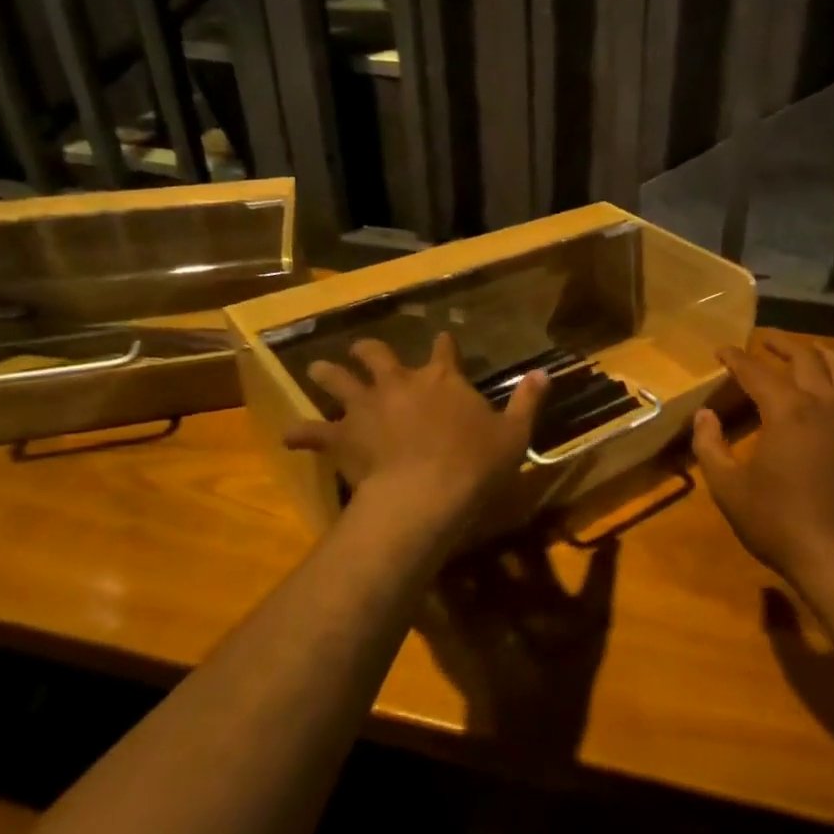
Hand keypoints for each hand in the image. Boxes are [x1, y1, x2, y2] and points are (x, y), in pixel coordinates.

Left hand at [282, 333, 546, 537]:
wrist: (425, 494)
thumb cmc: (474, 463)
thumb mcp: (514, 434)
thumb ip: (527, 401)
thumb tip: (545, 373)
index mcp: (442, 378)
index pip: (443, 349)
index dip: (444, 344)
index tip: (443, 340)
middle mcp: (399, 383)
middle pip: (378, 355)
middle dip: (371, 351)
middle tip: (365, 351)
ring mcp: (366, 407)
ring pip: (338, 380)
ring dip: (328, 373)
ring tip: (319, 369)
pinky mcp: (342, 436)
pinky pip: (313, 432)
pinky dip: (300, 433)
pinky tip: (288, 435)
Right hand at [693, 332, 833, 599]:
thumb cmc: (780, 524)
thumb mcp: (729, 489)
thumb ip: (710, 447)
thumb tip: (704, 416)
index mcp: (787, 410)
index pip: (756, 371)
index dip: (736, 358)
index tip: (722, 351)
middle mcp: (824, 404)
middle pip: (804, 358)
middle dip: (781, 344)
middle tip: (764, 340)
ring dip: (820, 355)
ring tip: (808, 350)